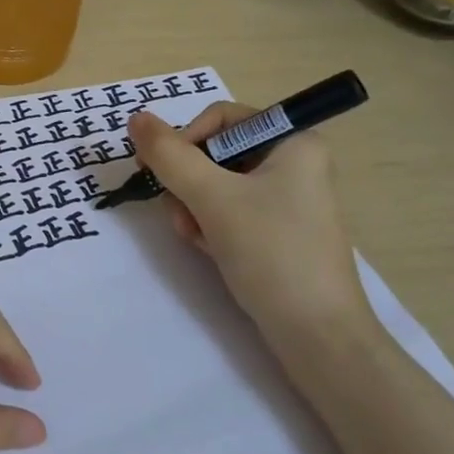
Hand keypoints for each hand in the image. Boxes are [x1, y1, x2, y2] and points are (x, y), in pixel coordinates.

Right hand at [127, 104, 369, 337]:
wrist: (318, 335)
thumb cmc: (271, 253)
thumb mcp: (212, 197)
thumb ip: (169, 155)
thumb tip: (135, 117)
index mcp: (294, 141)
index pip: (220, 118)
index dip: (185, 141)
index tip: (162, 172)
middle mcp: (294, 162)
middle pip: (214, 153)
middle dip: (189, 183)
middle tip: (182, 214)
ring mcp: (286, 199)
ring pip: (216, 184)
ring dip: (193, 207)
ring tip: (196, 238)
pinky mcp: (278, 230)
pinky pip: (229, 211)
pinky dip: (210, 225)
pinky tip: (210, 249)